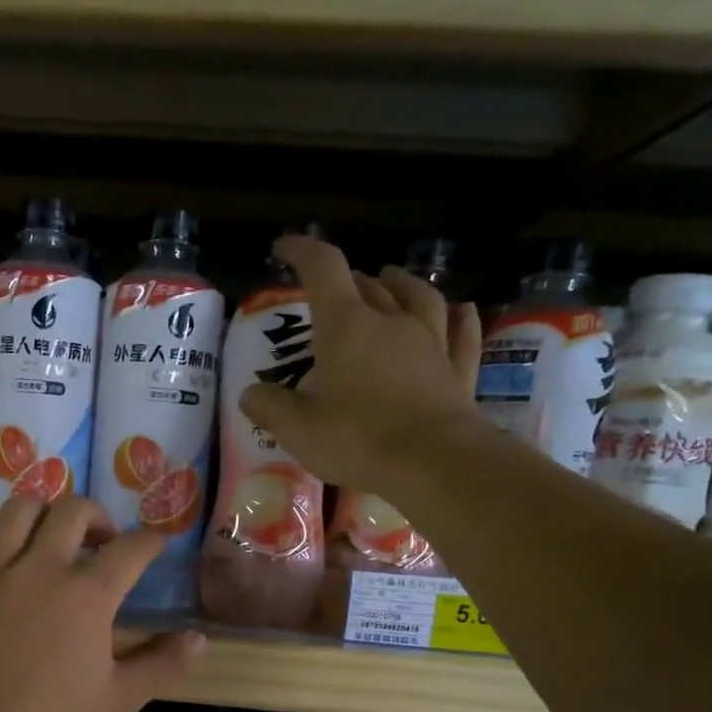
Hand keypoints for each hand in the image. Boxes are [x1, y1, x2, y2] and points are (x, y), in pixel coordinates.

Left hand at [0, 496, 204, 711]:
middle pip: (74, 511)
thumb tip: (199, 639)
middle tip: (102, 541)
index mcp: (88, 595)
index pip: (131, 550)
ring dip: (43, 510)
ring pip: (19, 510)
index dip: (151, 542)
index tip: (157, 545)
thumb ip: (162, 663)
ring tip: (51, 531)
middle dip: (98, 517)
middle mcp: (43, 569)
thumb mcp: (120, 697)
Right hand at [239, 235, 486, 489]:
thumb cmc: (358, 440)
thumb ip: (270, 407)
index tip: (284, 248)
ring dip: (401, 285)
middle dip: (347, 281)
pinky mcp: (458, 371)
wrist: (433, 463)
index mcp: (346, 327)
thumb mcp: (298, 429)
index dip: (302, 252)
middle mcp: (391, 323)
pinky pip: (462, 333)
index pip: (324, 269)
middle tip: (331, 291)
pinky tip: (462, 310)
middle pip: (370, 285)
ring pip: (420, 298)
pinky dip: (460, 318)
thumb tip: (250, 394)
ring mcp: (431, 343)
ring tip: (391, 280)